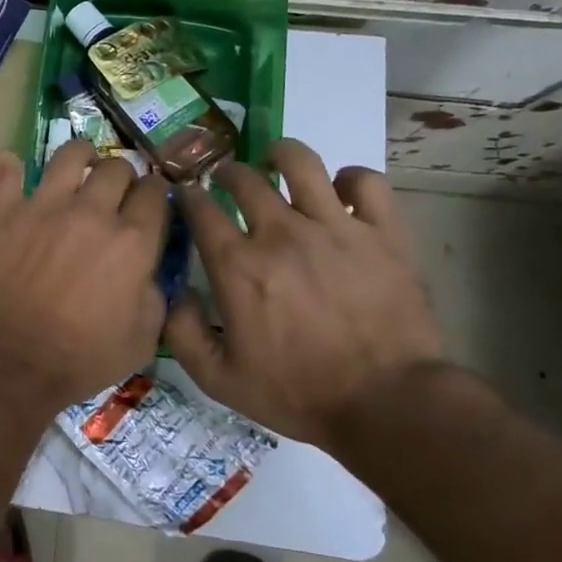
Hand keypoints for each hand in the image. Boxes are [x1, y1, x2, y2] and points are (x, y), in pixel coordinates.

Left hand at [0, 138, 169, 410]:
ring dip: (80, 155)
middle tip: (114, 192)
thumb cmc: (82, 358)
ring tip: (79, 164)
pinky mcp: (4, 212)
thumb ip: (154, 292)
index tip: (149, 201)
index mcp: (132, 241)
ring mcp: (44, 206)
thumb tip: (145, 268)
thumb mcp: (143, 338)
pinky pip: (6, 170)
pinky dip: (9, 166)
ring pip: (70, 154)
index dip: (155, 194)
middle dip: (122, 176)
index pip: (155, 193)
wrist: (12, 362)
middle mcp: (92, 212)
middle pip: (116, 167)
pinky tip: (12, 167)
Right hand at [165, 139, 443, 446]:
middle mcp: (281, 233)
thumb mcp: (219, 380)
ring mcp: (335, 227)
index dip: (188, 195)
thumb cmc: (298, 394)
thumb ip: (182, 332)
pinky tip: (341, 192)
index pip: (200, 208)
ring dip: (281, 155)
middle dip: (227, 172)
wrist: (388, 406)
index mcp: (238, 266)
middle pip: (245, 177)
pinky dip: (350, 179)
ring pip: (302, 162)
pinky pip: (366, 182)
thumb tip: (174, 291)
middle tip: (228, 181)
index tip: (187, 197)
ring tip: (277, 162)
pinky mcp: (383, 232)